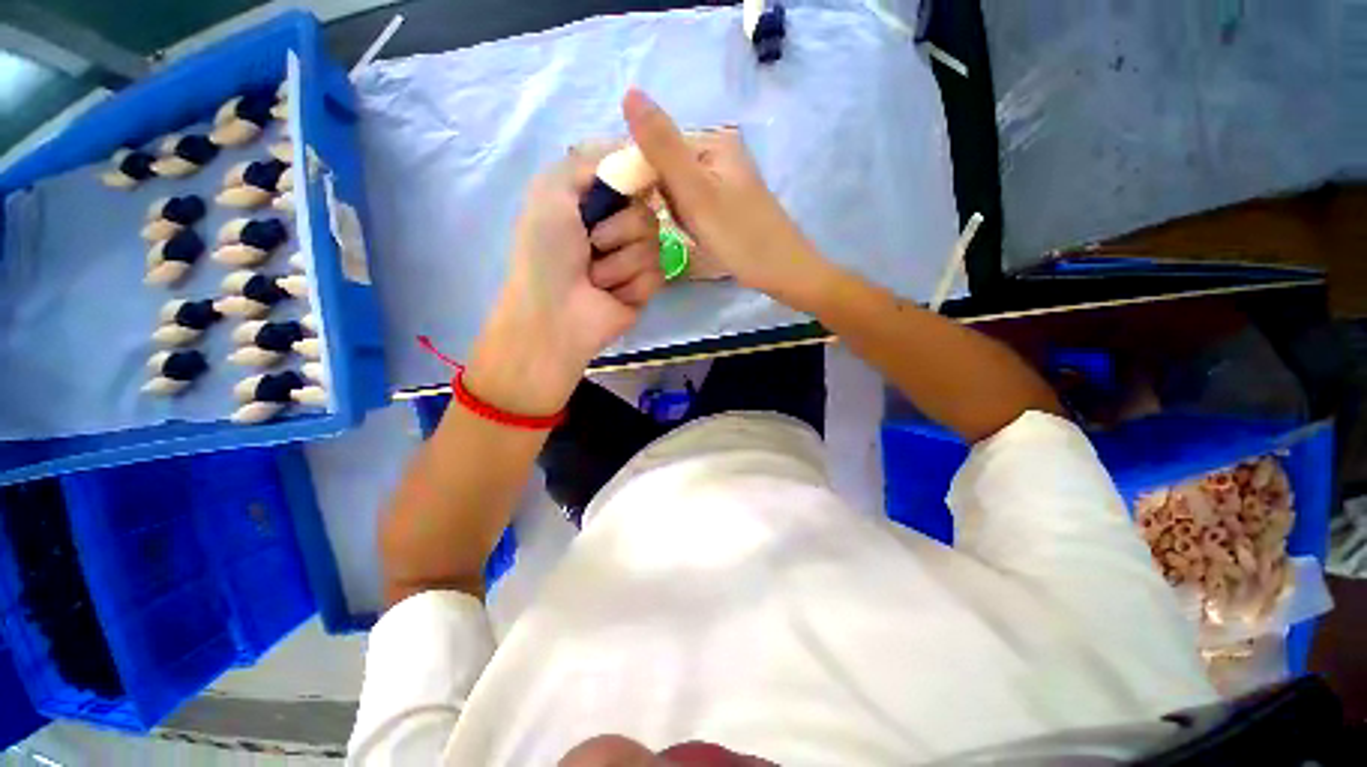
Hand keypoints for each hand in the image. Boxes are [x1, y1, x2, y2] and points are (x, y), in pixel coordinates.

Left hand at [468, 152, 662, 413]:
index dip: (637, 178)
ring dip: (620, 261)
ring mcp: (633, 259)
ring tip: (596, 278)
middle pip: (649, 210)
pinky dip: (631, 284)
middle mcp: (618, 227)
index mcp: (595, 202)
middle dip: (619, 229)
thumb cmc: (546, 252)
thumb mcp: (552, 191)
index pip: (634, 177)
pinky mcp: (646, 288)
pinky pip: (658, 273)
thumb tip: (635, 149)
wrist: (554, 315)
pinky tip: (611, 295)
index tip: (633, 184)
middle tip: (592, 244)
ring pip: (654, 243)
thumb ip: (589, 162)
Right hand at [622, 89, 829, 303]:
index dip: (645, 177)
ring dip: (677, 214)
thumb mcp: (695, 191)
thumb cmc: (739, 235)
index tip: (649, 206)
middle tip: (684, 222)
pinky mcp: (727, 205)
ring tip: (695, 232)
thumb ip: (662, 147)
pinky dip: (690, 222)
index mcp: (713, 142)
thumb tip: (629, 92)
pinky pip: (693, 207)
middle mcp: (720, 155)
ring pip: (678, 192)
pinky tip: (702, 236)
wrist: (782, 272)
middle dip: (665, 199)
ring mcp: (724, 182)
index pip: (657, 145)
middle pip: (667, 169)